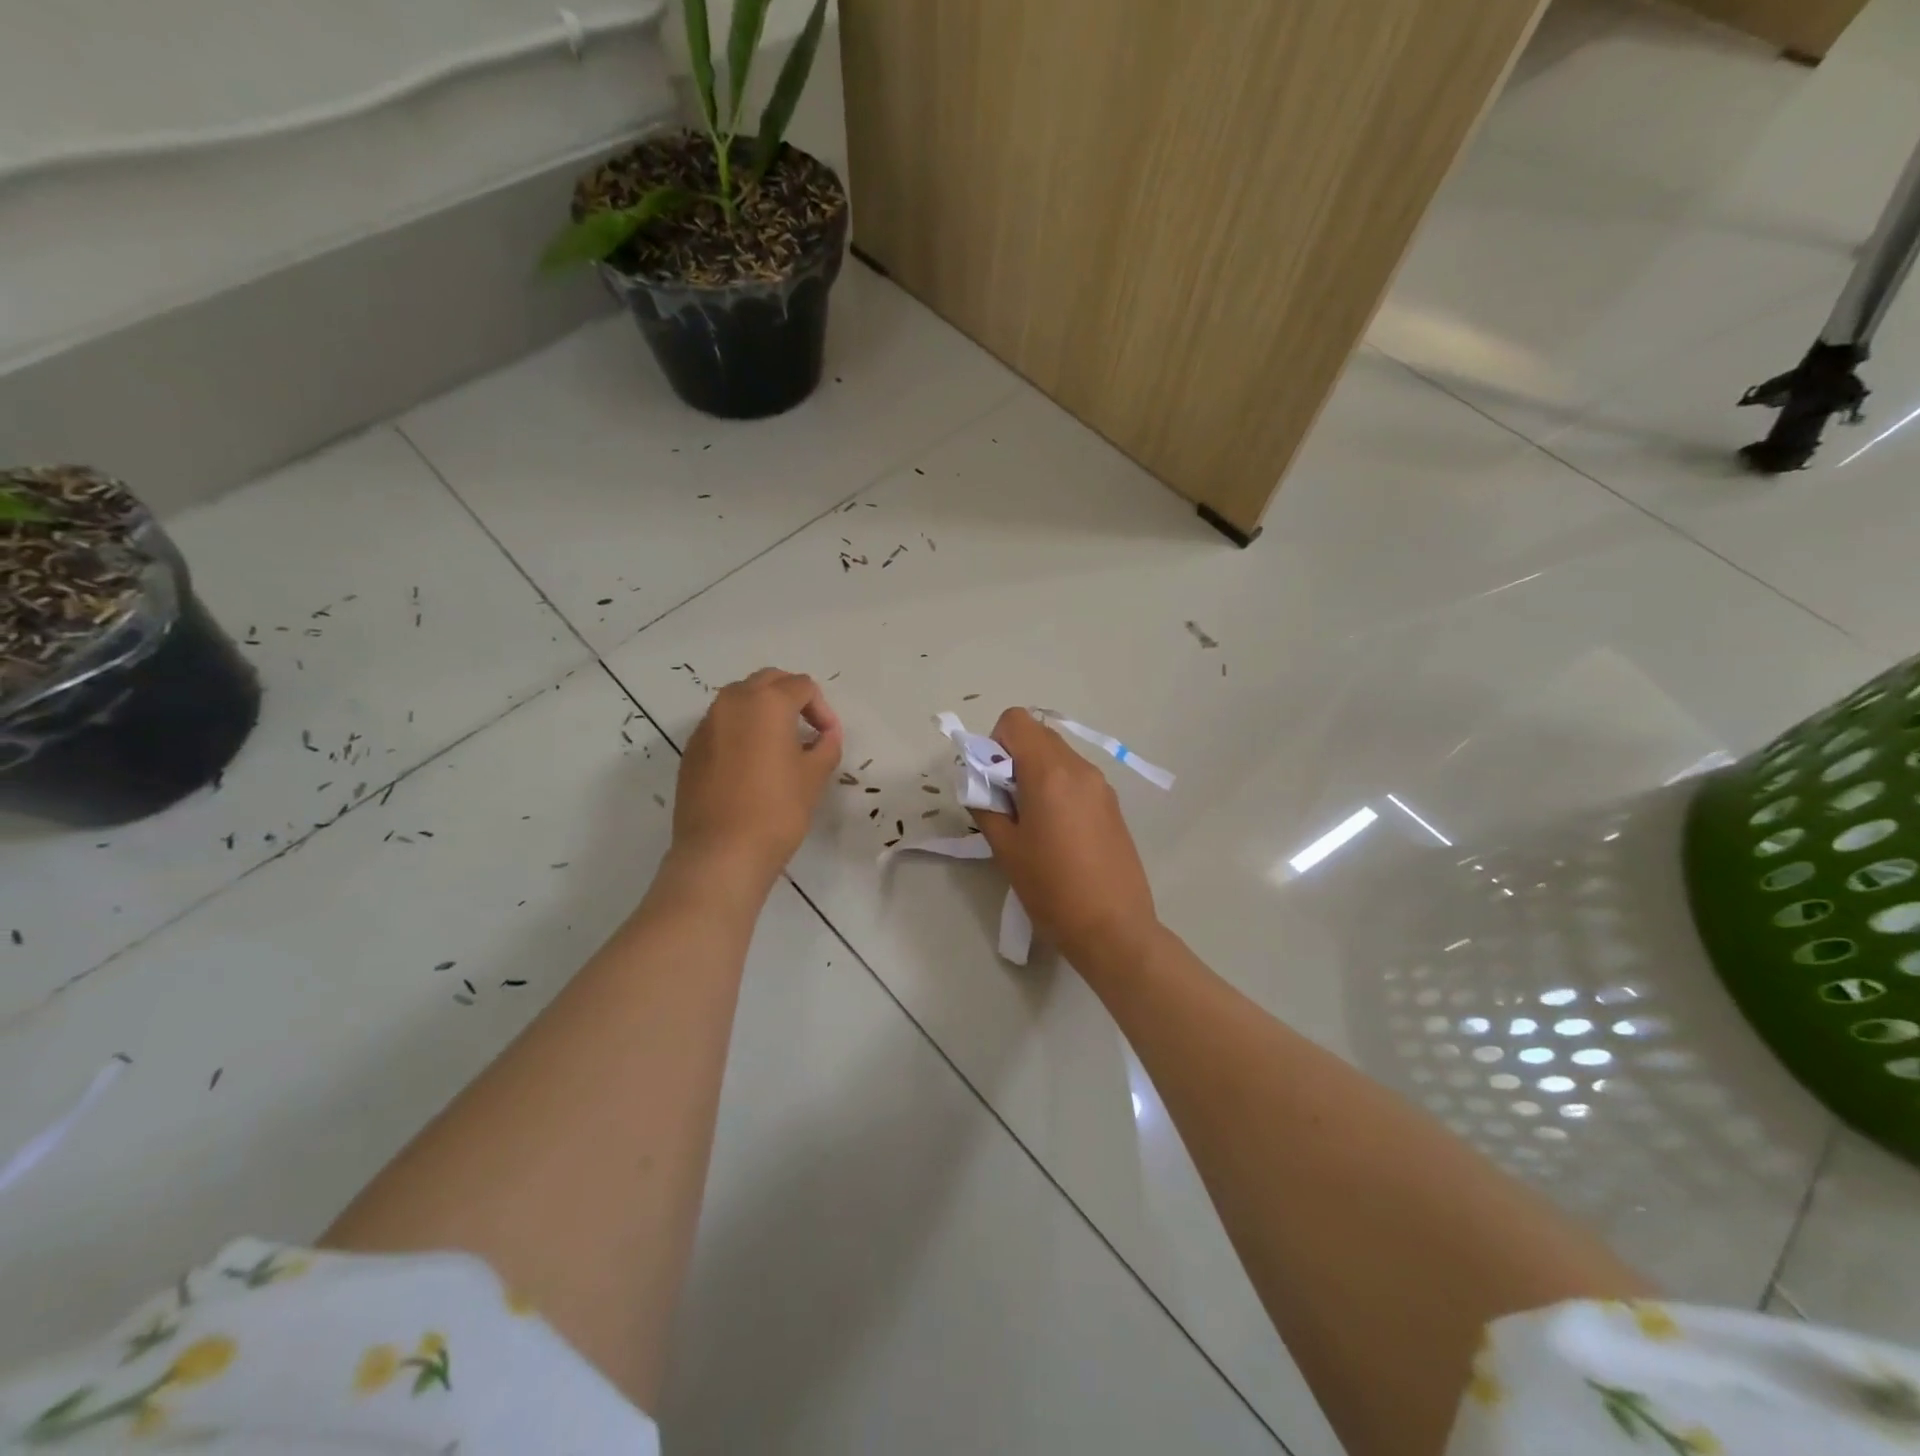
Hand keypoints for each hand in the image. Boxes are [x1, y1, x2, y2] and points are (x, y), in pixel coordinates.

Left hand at [672, 668, 842, 886]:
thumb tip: (826, 734)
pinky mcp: (692, 749)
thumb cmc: (777, 809)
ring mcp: (707, 725)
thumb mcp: (814, 776)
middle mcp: (732, 702)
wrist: (721, 852)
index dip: (822, 709)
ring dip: (763, 711)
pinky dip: (741, 731)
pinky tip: (751, 765)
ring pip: (740, 700)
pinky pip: (722, 725)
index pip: (802, 686)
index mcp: (767, 702)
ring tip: (780, 745)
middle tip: (807, 729)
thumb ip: (826, 745)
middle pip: (767, 681)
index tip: (828, 738)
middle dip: (791, 698)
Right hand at [968, 708, 1158, 966]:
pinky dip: (1058, 789)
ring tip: (1032, 822)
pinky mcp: (1113, 805)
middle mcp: (1080, 768)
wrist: (1114, 928)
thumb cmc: (1051, 888)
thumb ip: (986, 805)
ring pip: (1059, 757)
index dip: (995, 742)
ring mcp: (1101, 786)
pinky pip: (1077, 779)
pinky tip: (1058, 834)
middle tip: (1006, 803)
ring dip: (1037, 774)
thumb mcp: (1005, 848)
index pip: (1016, 721)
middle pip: (1038, 736)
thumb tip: (980, 785)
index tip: (992, 780)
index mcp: (1050, 772)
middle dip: (1014, 758)